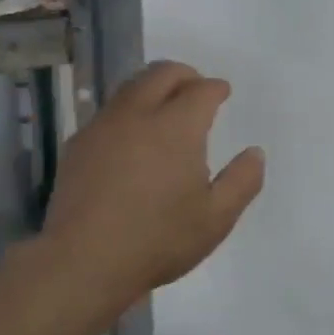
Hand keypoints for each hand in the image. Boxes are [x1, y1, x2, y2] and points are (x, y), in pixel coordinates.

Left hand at [40, 61, 264, 314]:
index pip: (201, 90)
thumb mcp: (216, 218)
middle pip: (162, 73)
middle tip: (196, 88)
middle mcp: (138, 114)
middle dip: (184, 75)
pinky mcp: (78, 144)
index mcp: (176, 126)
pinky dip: (128, 110)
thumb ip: (242, 181)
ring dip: (153, 87)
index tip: (222, 92)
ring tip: (164, 107)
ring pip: (131, 87)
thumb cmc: (158, 240)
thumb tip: (255, 153)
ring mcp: (103, 126)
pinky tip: (131, 136)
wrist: (83, 261)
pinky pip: (109, 111)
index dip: (216, 88)